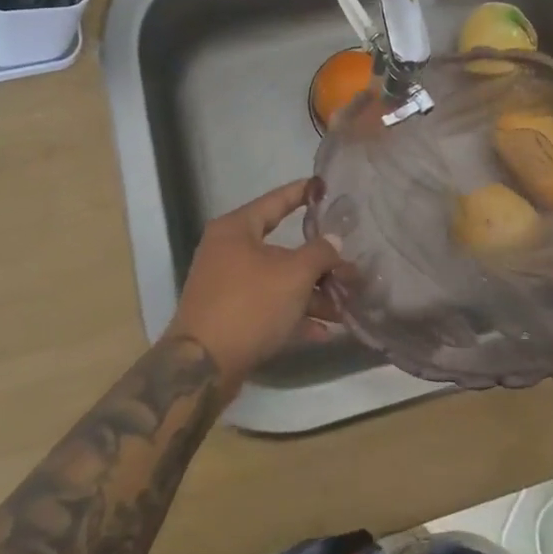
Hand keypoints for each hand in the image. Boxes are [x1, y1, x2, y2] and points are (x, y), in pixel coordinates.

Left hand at [166, 179, 340, 402]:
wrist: (202, 367)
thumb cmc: (250, 304)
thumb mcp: (293, 274)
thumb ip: (319, 253)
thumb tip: (333, 240)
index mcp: (236, 229)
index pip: (275, 201)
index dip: (301, 193)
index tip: (323, 186)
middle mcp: (228, 251)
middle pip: (281, 249)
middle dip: (318, 263)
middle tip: (350, 269)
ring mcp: (227, 286)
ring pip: (278, 282)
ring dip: (311, 295)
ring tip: (344, 309)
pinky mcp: (230, 317)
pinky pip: (268, 308)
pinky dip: (293, 316)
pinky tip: (323, 332)